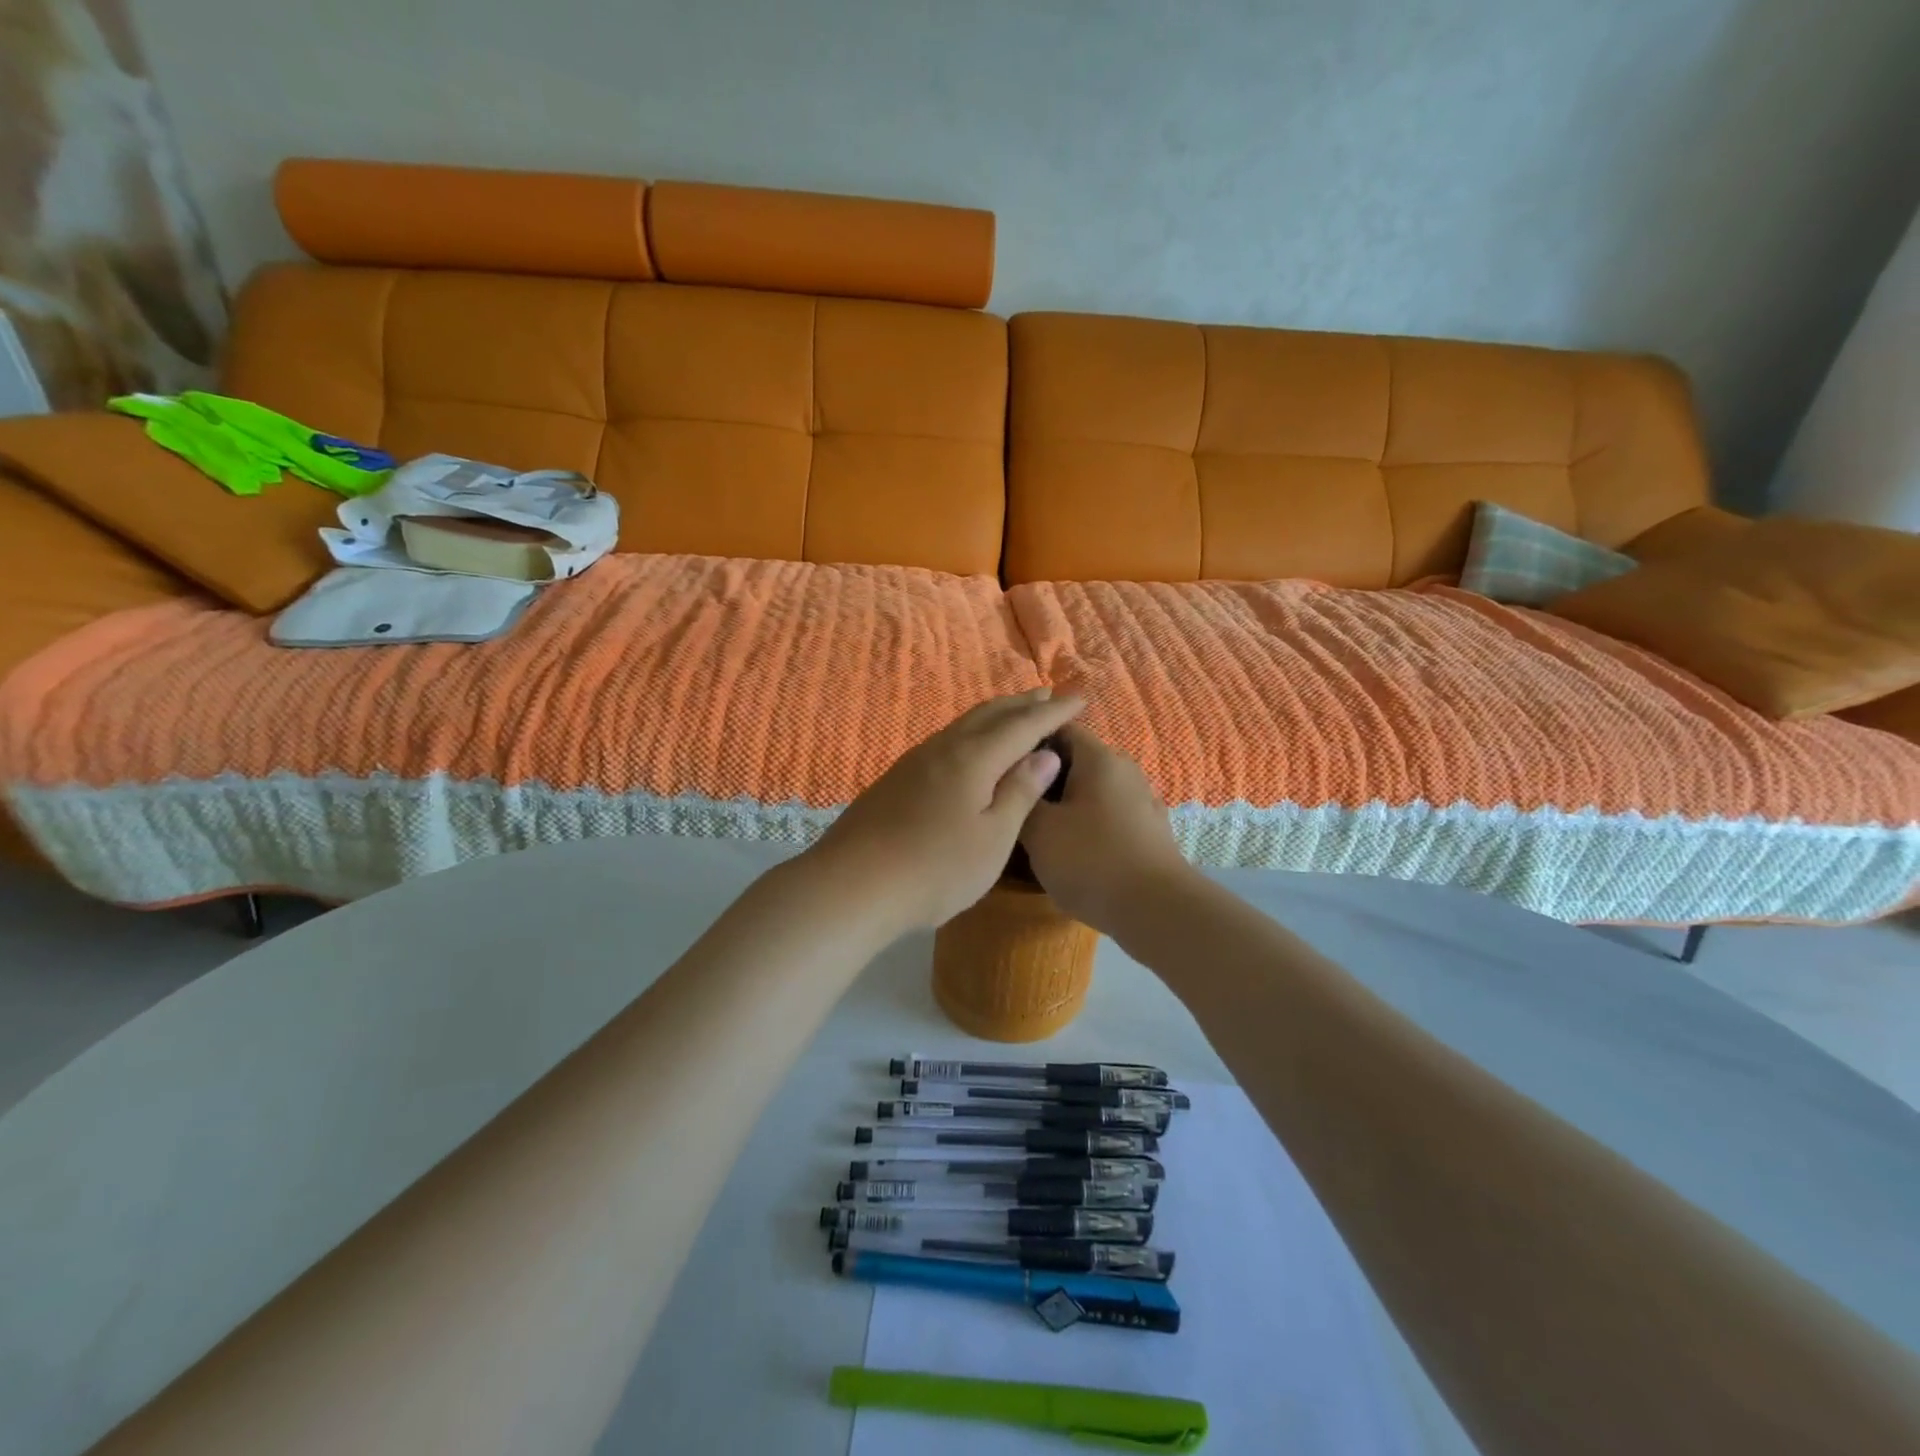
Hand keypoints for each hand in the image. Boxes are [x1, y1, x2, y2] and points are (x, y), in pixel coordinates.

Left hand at [809, 688, 1085, 934]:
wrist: (852, 886)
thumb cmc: (935, 869)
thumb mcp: (992, 838)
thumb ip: (1020, 793)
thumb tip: (1044, 754)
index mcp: (974, 759)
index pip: (1023, 725)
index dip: (1054, 711)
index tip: (1080, 698)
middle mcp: (944, 749)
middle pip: (989, 714)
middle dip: (1022, 704)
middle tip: (1048, 695)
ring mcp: (915, 762)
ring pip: (963, 725)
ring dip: (994, 715)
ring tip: (1014, 714)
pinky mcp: (897, 779)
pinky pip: (946, 741)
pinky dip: (971, 734)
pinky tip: (969, 750)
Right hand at [1018, 723, 1194, 930]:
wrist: (1157, 910)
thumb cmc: (1092, 860)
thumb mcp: (1039, 830)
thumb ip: (1022, 798)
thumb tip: (1016, 781)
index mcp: (1099, 758)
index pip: (1059, 727)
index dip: (1028, 741)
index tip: (1003, 764)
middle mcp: (1125, 770)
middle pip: (1076, 760)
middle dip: (1043, 777)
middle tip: (1013, 801)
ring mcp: (1142, 801)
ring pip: (1092, 790)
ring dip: (1064, 803)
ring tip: (1036, 829)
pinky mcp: (1149, 830)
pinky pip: (1108, 815)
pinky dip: (1086, 824)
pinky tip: (1070, 850)